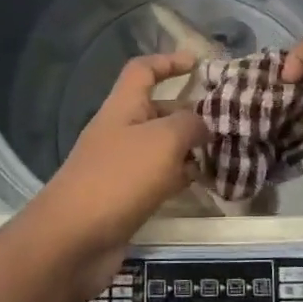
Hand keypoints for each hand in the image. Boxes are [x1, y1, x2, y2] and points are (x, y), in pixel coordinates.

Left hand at [21, 54, 205, 297]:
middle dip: (191, 111)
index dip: (168, 61)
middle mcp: (122, 131)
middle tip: (229, 118)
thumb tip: (204, 125)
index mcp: (123, 106)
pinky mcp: (127, 198)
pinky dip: (182, 176)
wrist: (73, 240)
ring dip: (191, 147)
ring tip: (227, 150)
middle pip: (158, 110)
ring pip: (162, 147)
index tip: (198, 64)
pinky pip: (160, 178)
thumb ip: (190, 125)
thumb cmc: (119, 177)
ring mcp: (122, 166)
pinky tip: (206, 182)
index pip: (143, 70)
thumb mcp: (163, 140)